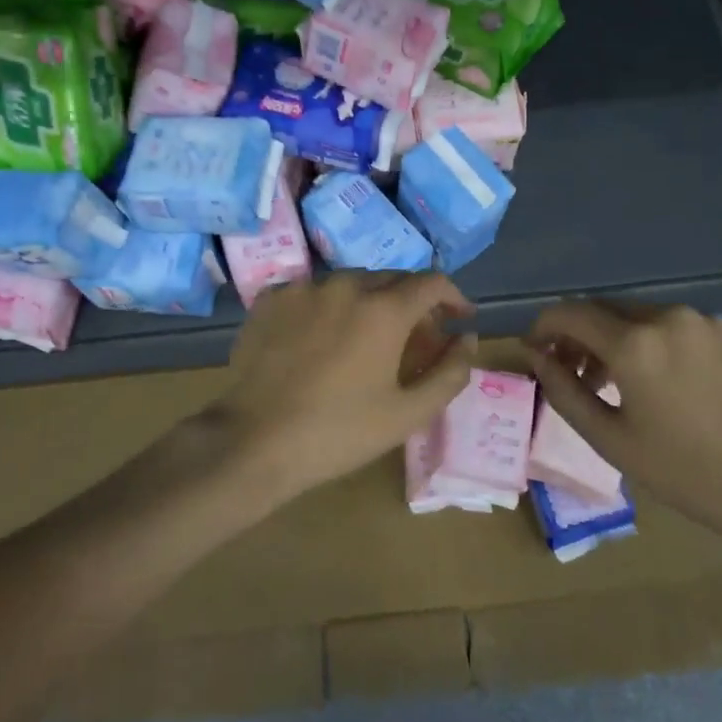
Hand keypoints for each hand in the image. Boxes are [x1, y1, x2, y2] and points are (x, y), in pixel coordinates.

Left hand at [223, 272, 476, 499]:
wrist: (254, 440)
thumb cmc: (339, 432)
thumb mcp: (408, 412)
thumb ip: (450, 372)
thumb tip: (467, 338)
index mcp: (383, 309)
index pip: (432, 282)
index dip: (453, 297)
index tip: (459, 318)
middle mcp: (345, 285)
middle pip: (391, 280)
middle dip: (412, 304)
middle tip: (415, 340)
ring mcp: (303, 287)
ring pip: (350, 284)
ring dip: (369, 303)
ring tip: (365, 339)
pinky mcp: (270, 298)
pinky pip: (312, 293)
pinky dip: (327, 308)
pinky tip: (321, 339)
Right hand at [524, 301, 721, 547]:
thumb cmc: (688, 474)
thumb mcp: (612, 441)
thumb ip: (563, 391)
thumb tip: (536, 356)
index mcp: (635, 343)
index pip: (569, 312)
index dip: (543, 326)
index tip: (536, 350)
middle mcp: (670, 316)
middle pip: (607, 310)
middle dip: (582, 335)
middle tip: (577, 373)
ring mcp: (710, 321)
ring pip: (645, 317)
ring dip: (622, 340)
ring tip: (625, 383)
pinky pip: (683, 328)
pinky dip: (662, 345)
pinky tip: (674, 384)